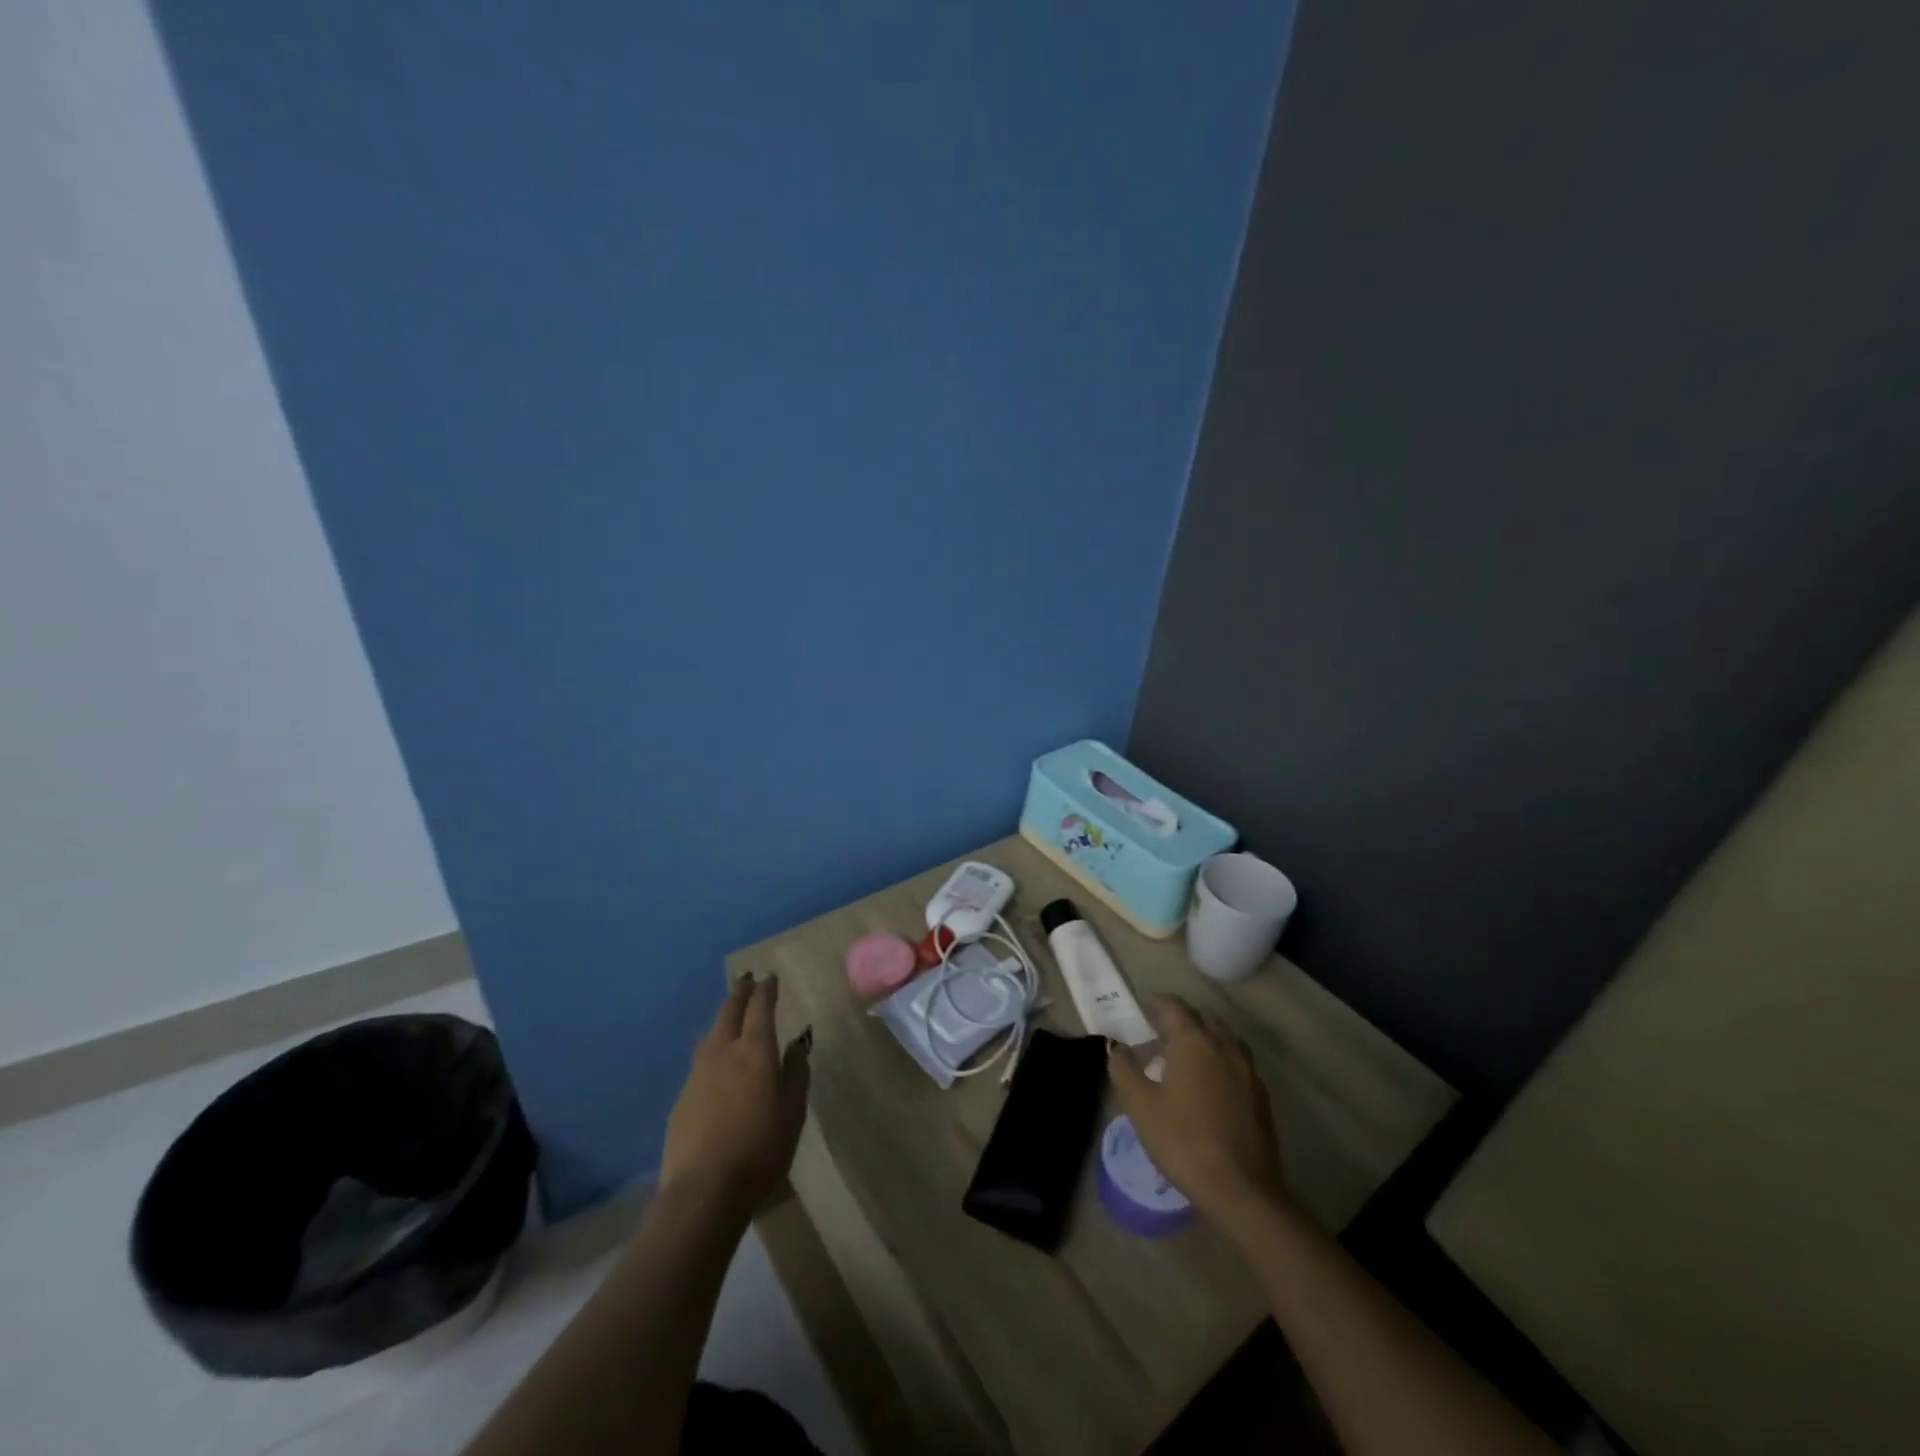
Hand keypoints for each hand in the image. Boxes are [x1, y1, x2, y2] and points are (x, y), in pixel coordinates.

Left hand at [660, 975, 810, 1215]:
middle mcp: (723, 1051)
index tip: (770, 976)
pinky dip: (711, 1048)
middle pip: (729, 1011)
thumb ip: (796, 1072)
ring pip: (710, 1033)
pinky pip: (700, 1060)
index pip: (761, 1007)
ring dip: (722, 1016)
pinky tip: (715, 1061)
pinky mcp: (681, 1098)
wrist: (704, 1190)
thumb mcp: (793, 1111)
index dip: (766, 989)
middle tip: (746, 978)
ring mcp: (698, 1073)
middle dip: (740, 991)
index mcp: (755, 1050)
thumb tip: (797, 1042)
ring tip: (730, 1012)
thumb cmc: (761, 1148)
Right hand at [1107, 995, 1289, 1230]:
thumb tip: (1116, 1046)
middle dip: (1179, 1021)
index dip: (1155, 1002)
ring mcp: (1248, 1070)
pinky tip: (1207, 1086)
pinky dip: (1218, 1060)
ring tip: (1183, 1060)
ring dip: (1202, 1039)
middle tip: (1157, 1036)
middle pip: (1200, 1019)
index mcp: (1194, 1041)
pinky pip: (1236, 1062)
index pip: (1173, 1006)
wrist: (1243, 1191)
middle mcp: (1224, 1045)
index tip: (1141, 1005)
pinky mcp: (1261, 1095)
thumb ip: (1124, 1069)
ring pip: (1222, 1039)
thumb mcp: (1140, 1106)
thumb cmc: (1184, 1142)